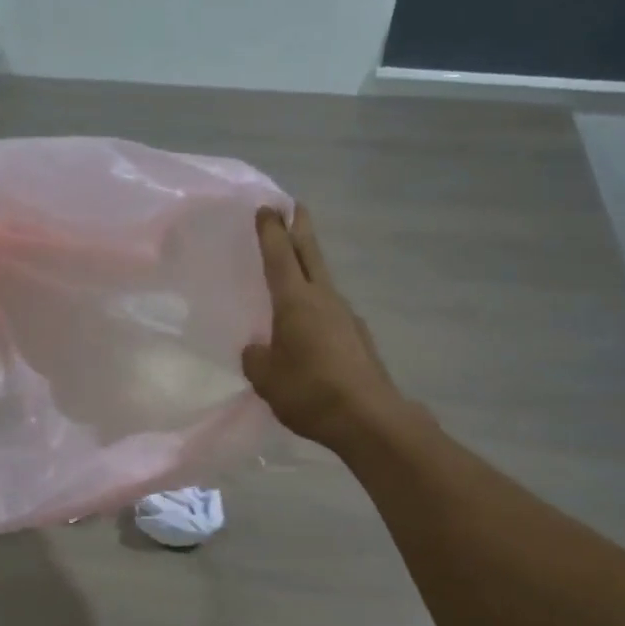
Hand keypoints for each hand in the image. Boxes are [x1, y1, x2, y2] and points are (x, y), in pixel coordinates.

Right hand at [242, 204, 405, 450]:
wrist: (367, 418)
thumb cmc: (309, 391)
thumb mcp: (267, 378)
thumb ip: (257, 358)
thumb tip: (258, 349)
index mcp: (296, 302)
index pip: (280, 256)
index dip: (271, 231)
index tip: (267, 207)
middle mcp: (324, 300)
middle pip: (310, 255)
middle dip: (300, 229)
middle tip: (295, 208)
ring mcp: (346, 317)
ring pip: (323, 283)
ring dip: (310, 269)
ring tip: (295, 271)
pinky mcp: (359, 339)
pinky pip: (331, 313)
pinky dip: (318, 307)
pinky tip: (310, 327)